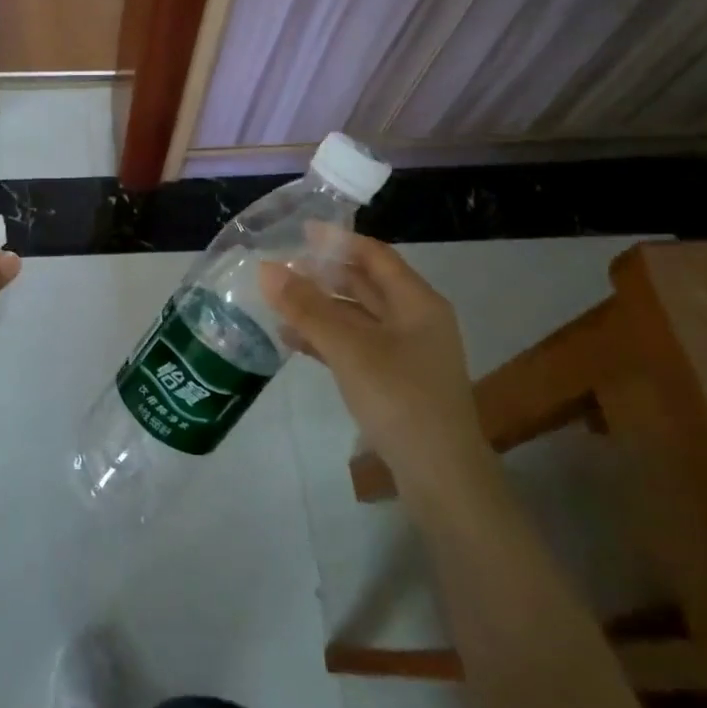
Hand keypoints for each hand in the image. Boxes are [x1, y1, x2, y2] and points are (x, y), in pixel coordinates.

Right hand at [260, 235, 486, 492]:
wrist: (440, 476)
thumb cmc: (399, 398)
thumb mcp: (349, 347)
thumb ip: (306, 307)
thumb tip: (266, 269)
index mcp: (417, 302)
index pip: (375, 255)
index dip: (338, 241)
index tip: (300, 231)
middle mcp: (415, 320)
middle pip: (365, 285)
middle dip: (324, 274)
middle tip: (281, 266)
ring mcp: (406, 353)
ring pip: (356, 317)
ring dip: (320, 308)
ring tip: (278, 301)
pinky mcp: (393, 381)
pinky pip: (354, 346)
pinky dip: (325, 339)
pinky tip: (292, 340)